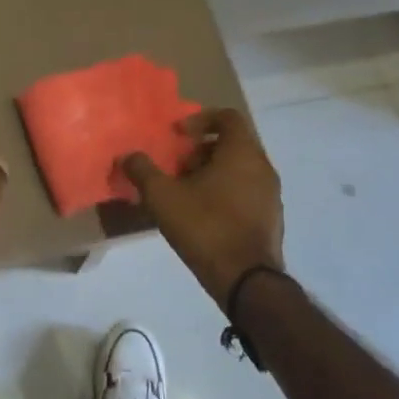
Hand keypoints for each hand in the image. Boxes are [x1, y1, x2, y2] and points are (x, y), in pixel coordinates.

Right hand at [119, 107, 284, 312]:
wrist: (246, 281)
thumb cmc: (205, 227)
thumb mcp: (162, 197)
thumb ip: (142, 170)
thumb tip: (127, 156)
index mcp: (242, 152)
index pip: (227, 117)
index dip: (200, 119)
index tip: (178, 136)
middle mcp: (263, 167)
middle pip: (232, 143)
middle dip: (201, 151)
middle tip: (177, 167)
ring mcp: (271, 194)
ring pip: (239, 169)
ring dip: (211, 173)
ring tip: (185, 193)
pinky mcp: (271, 218)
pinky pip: (246, 191)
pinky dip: (225, 192)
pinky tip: (202, 215)